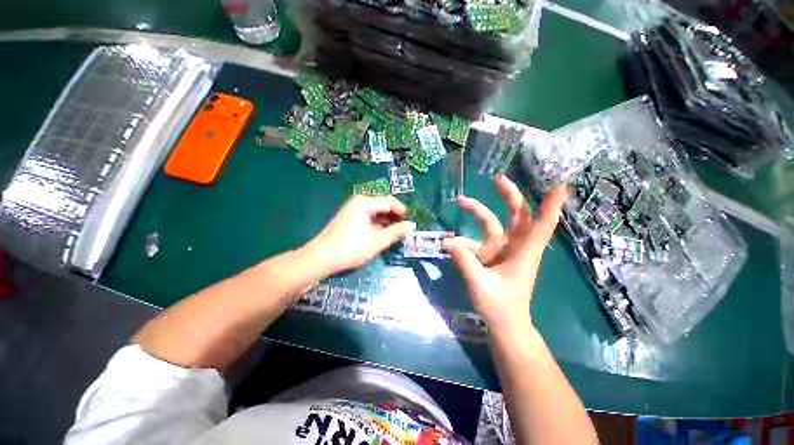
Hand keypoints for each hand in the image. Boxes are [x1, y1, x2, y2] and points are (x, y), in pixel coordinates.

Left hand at [306, 195, 415, 274]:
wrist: (321, 258)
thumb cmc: (351, 248)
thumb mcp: (377, 241)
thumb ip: (396, 232)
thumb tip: (412, 225)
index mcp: (365, 202)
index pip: (390, 201)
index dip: (402, 211)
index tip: (411, 223)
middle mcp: (359, 202)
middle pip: (383, 206)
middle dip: (395, 217)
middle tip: (405, 230)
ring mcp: (353, 210)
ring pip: (376, 213)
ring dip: (387, 222)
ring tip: (396, 234)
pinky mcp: (350, 219)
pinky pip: (369, 218)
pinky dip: (378, 226)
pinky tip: (383, 235)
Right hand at [442, 176, 566, 329]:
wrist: (504, 324)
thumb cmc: (501, 307)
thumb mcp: (480, 284)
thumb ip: (464, 261)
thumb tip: (447, 241)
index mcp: (524, 252)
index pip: (543, 223)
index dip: (552, 203)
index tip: (559, 181)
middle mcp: (515, 246)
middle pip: (517, 215)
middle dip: (510, 196)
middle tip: (498, 179)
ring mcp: (502, 249)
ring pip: (493, 223)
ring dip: (478, 211)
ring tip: (461, 201)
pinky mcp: (490, 255)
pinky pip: (476, 241)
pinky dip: (463, 240)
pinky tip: (449, 243)